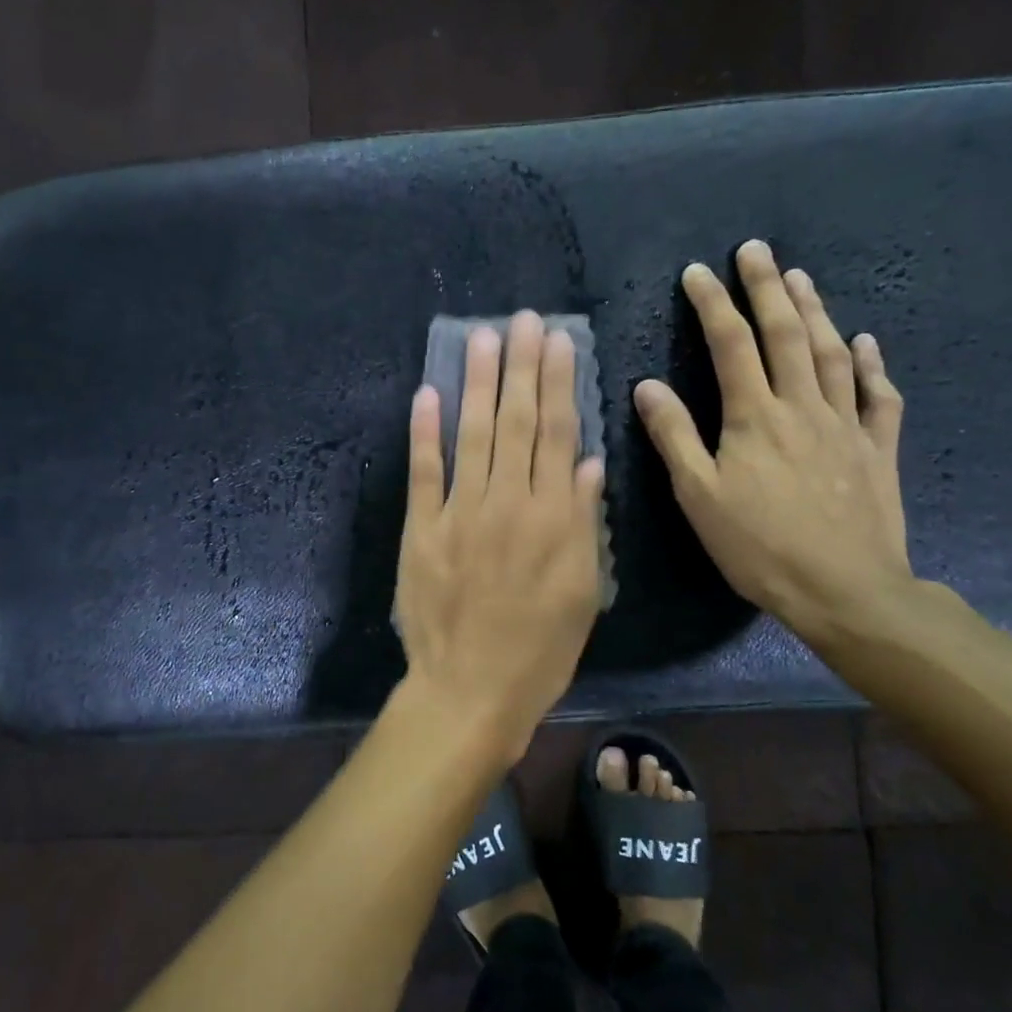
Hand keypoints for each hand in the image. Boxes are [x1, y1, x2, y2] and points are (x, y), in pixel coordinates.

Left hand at [396, 312, 606, 759]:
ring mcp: (459, 513)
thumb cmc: (539, 650)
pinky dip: (424, 432)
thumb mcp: (582, 593)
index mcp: (552, 518)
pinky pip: (423, 472)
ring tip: (482, 339)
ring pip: (472, 435)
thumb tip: (590, 465)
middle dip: (520, 367)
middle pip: (517, 423)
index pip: (558, 435)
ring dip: (478, 384)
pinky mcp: (421, 530)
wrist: (470, 690)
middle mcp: (507, 503)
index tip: (557, 342)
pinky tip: (428, 394)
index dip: (558, 384)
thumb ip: (584, 524)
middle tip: (521, 321)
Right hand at [633, 240, 912, 647]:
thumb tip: (647, 386)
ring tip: (801, 277)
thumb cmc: (759, 546)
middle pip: (785, 334)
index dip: (713, 304)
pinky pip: (878, 396)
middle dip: (767, 288)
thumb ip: (673, 437)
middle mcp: (802, 407)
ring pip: (832, 353)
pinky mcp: (877, 449)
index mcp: (754, 417)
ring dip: (815, 311)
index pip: (731, 344)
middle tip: (756, 250)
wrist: (845, 589)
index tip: (697, 272)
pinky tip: (865, 341)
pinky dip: (872, 363)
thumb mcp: (699, 496)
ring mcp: (846, 424)